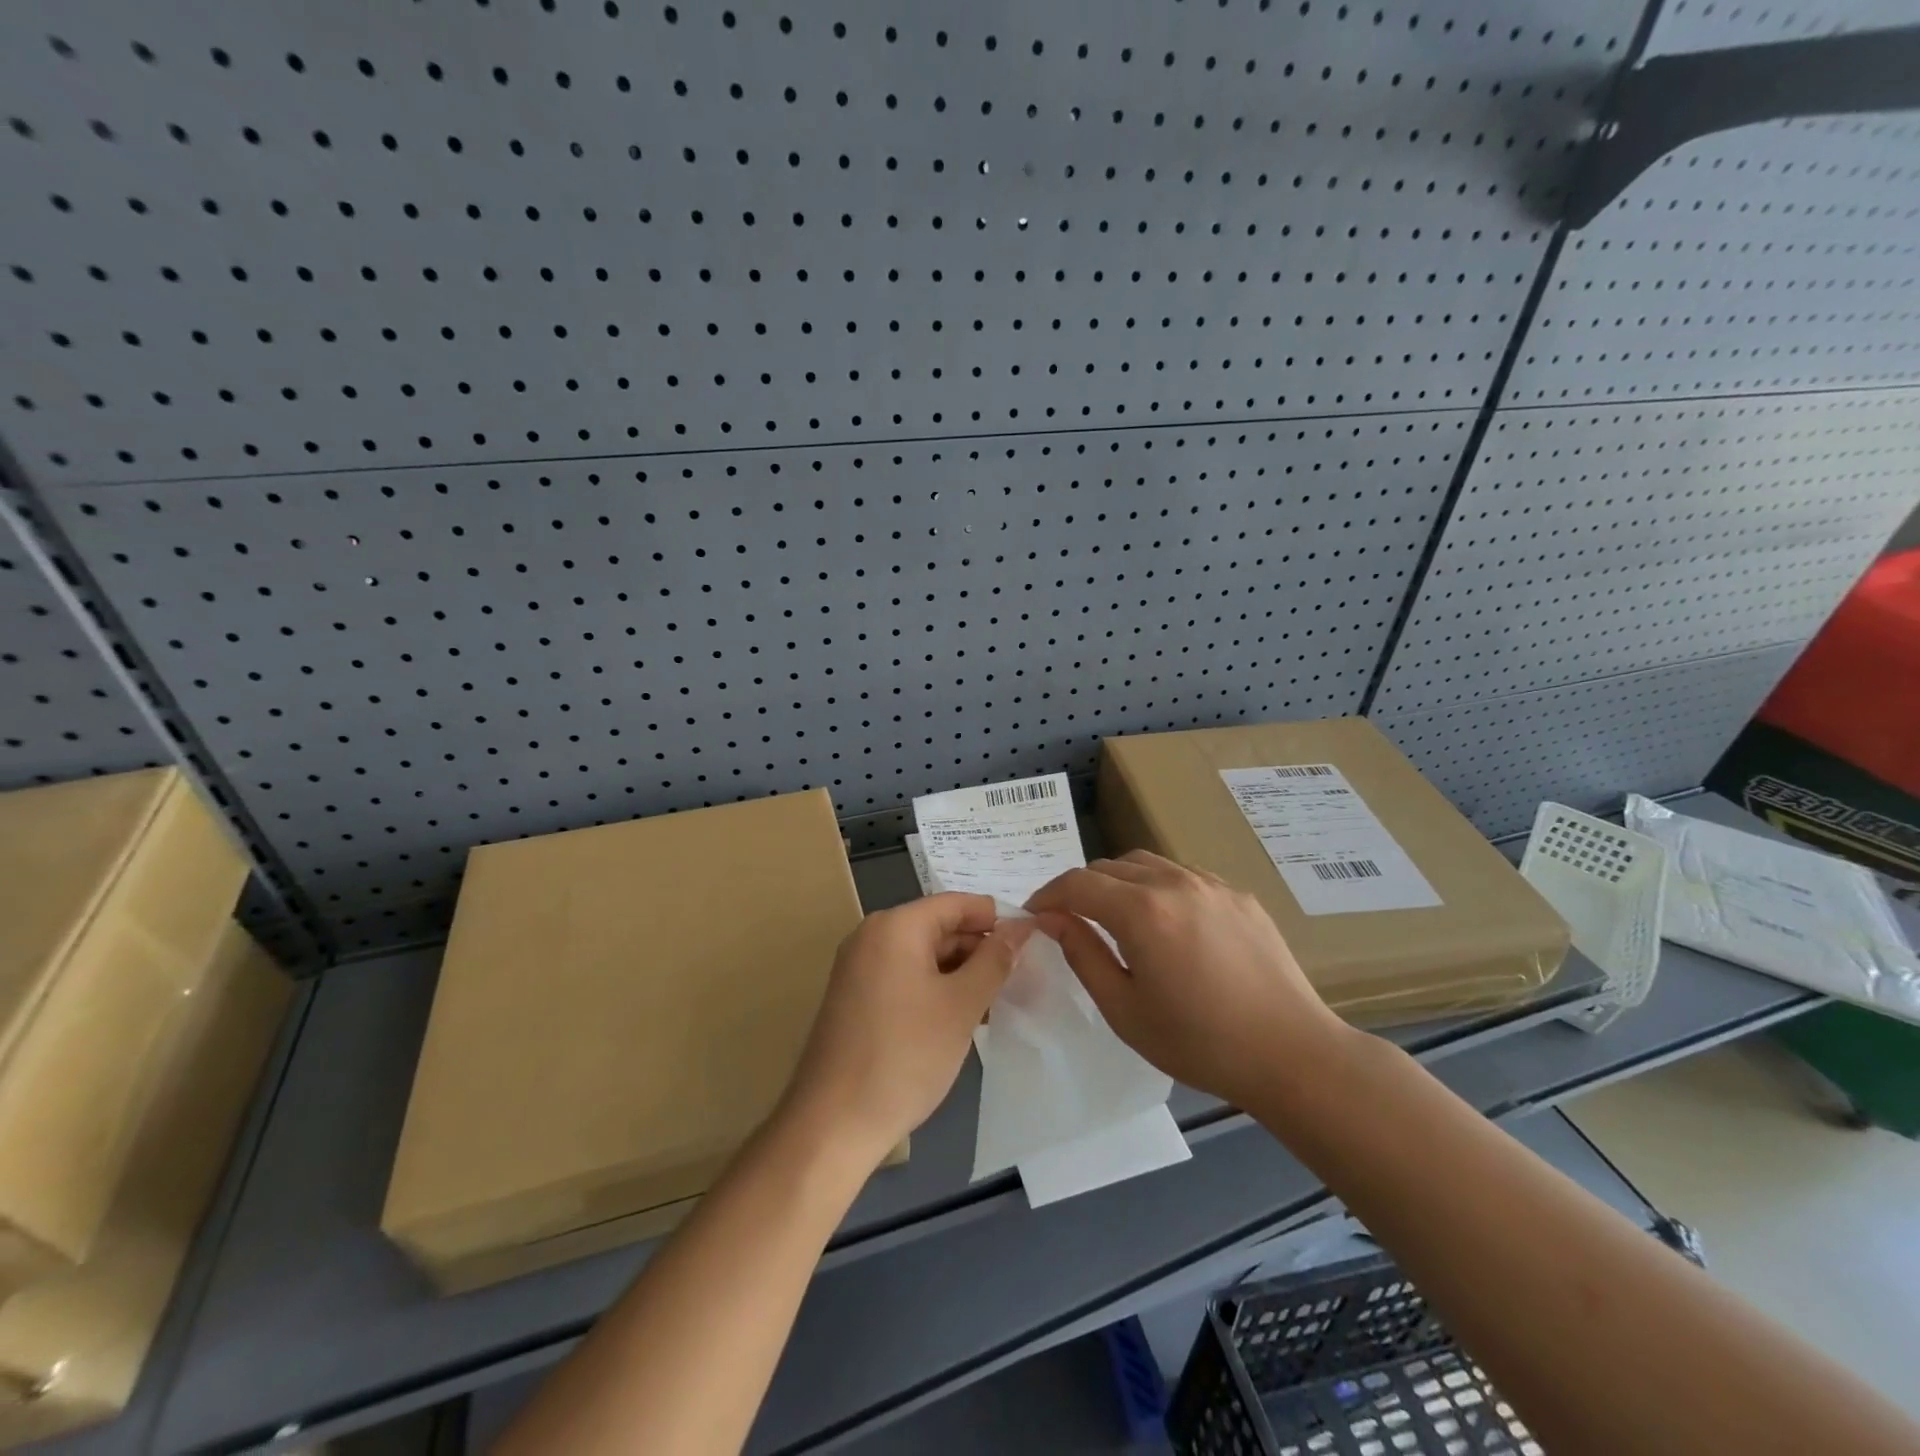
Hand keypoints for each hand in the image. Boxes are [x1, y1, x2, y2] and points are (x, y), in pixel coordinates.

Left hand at [780, 894, 1031, 1166]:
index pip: (957, 903)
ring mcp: (860, 967)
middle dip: (981, 949)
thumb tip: (1021, 927)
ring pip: (925, 955)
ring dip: (962, 973)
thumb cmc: (904, 1056)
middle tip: (1023, 978)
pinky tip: (965, 1017)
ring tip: (1001, 1001)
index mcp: (895, 925)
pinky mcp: (857, 997)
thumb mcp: (961, 1005)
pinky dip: (937, 989)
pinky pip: (907, 977)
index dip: (997, 919)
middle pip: (940, 926)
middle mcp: (873, 936)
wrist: (833, 1124)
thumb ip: (994, 960)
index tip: (1033, 944)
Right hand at [1025, 850, 1350, 1110]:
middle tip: (1071, 920)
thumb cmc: (1199, 1042)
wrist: (1291, 1053)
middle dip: (1081, 888)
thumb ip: (1082, 954)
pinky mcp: (1238, 895)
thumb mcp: (1124, 1009)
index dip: (1047, 895)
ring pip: (1146, 864)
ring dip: (1119, 882)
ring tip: (1116, 917)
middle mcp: (1174, 882)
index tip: (1034, 915)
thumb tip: (1050, 918)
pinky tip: (1167, 923)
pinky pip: (1183, 876)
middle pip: (1109, 866)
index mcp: (1141, 911)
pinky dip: (1158, 887)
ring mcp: (1211, 884)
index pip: (1077, 883)